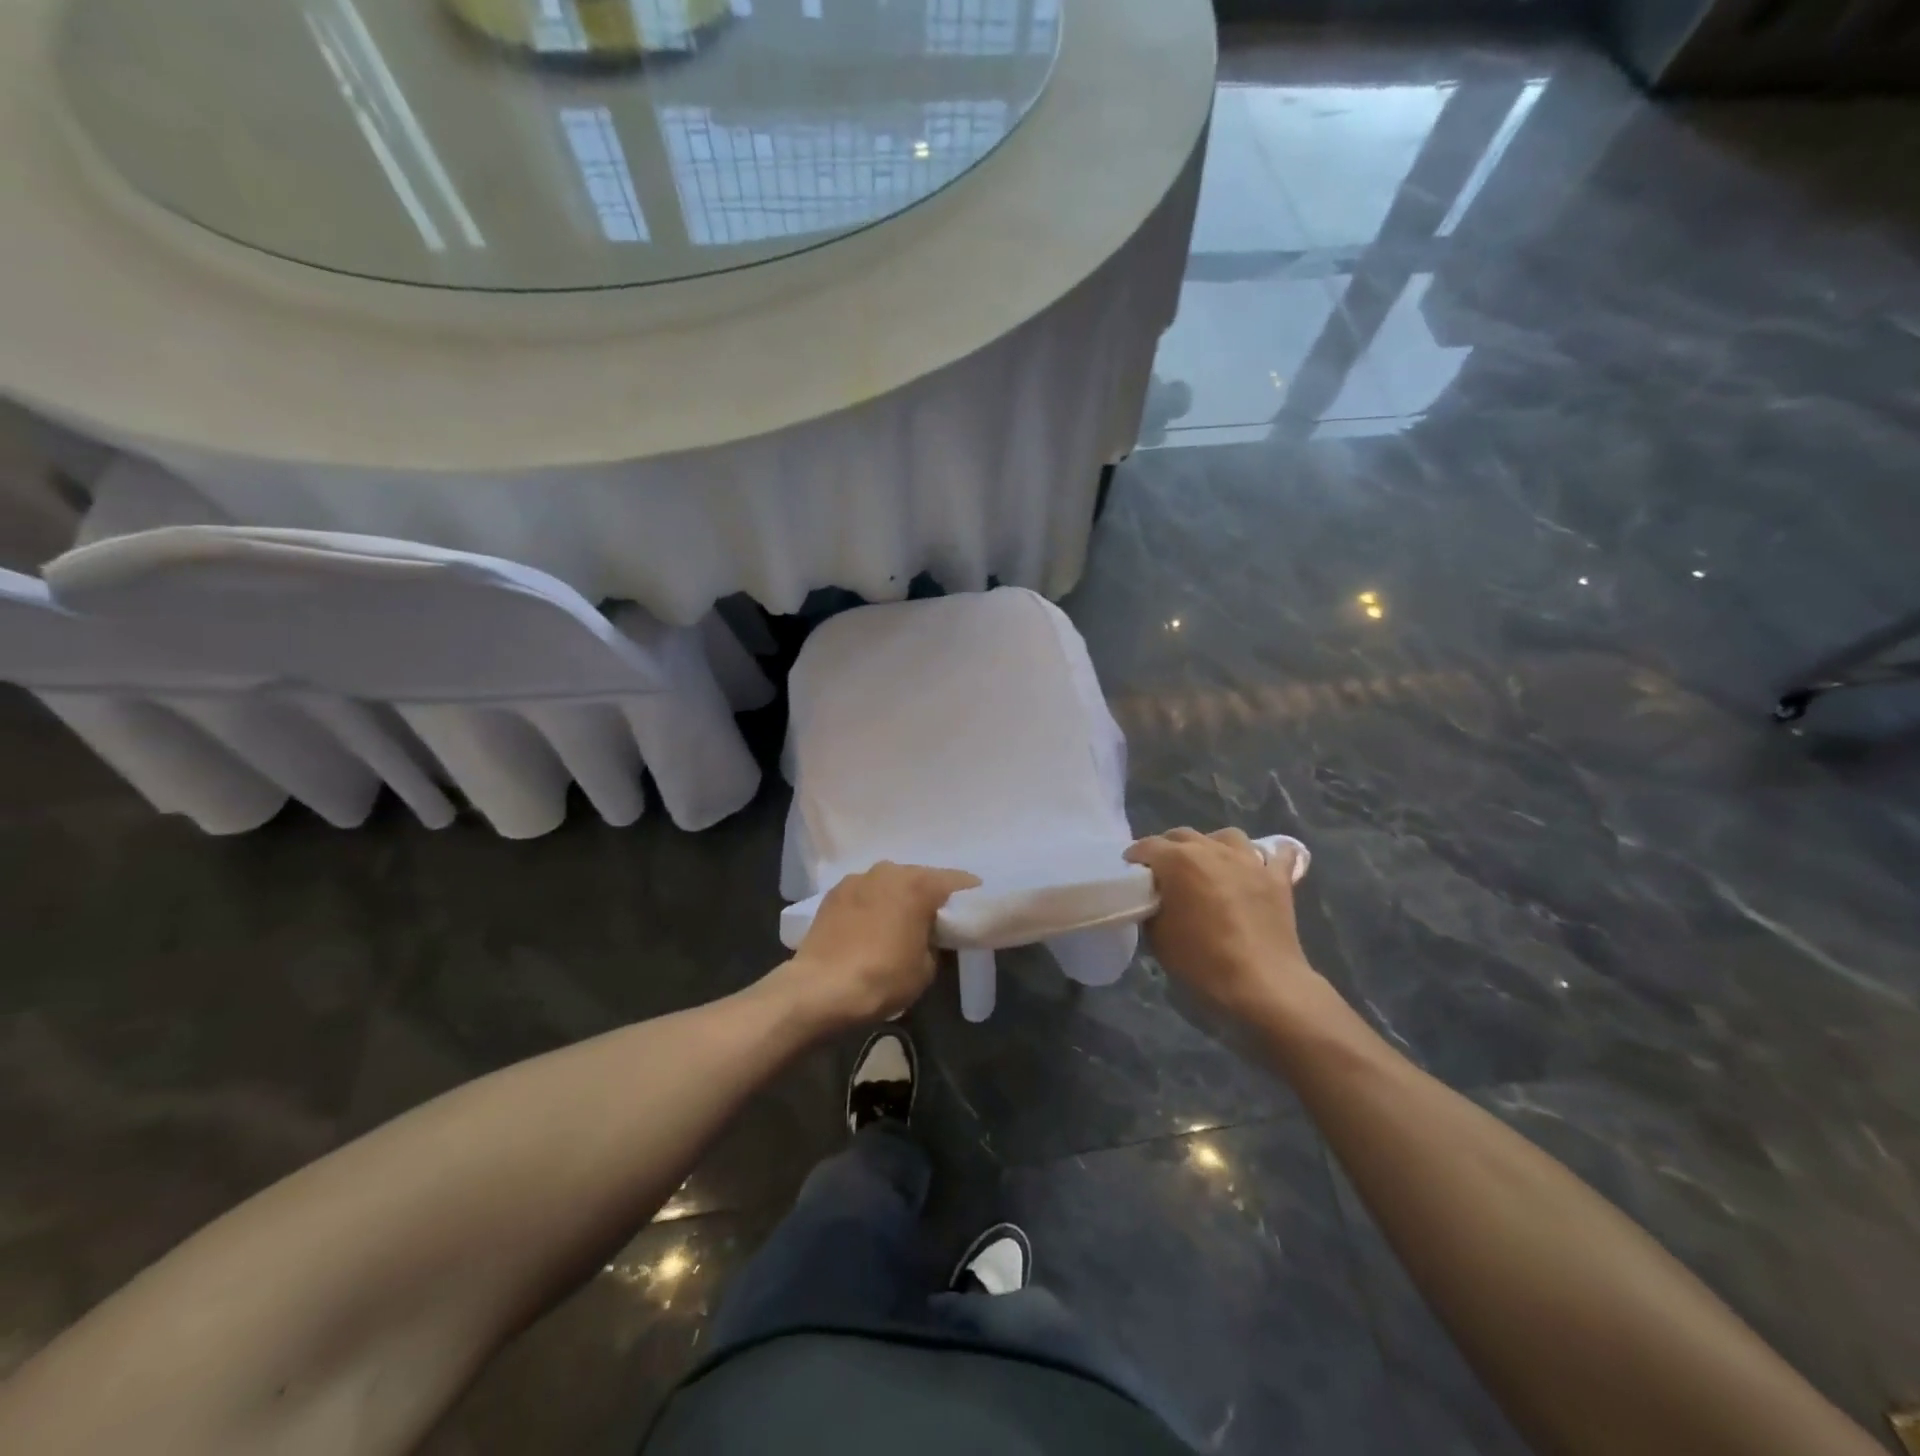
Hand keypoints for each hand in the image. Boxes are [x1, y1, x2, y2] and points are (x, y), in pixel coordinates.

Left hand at [773, 862, 980, 1028]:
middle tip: (937, 922)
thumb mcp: (927, 968)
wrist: (820, 989)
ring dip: (898, 898)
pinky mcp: (834, 893)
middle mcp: (890, 870)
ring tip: (900, 925)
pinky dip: (873, 905)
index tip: (975, 912)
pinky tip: (870, 927)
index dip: (970, 896)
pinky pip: (865, 894)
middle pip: (921, 878)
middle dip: (931, 897)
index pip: (958, 881)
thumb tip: (930, 936)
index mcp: (919, 884)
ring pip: (890, 883)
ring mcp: (858, 879)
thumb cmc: (883, 978)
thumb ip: (936, 942)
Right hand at [1124, 828, 1330, 1024]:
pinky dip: (1266, 856)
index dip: (1135, 858)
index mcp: (1179, 861)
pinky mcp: (1278, 878)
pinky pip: (1277, 854)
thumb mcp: (1158, 937)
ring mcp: (1249, 861)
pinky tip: (1259, 865)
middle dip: (1168, 848)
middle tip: (1164, 871)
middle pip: (1183, 835)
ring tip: (1208, 864)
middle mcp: (1212, 850)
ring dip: (1212, 845)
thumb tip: (1156, 899)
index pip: (1147, 847)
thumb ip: (1153, 907)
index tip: (1131, 872)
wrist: (1261, 984)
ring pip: (1226, 836)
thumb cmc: (1202, 961)